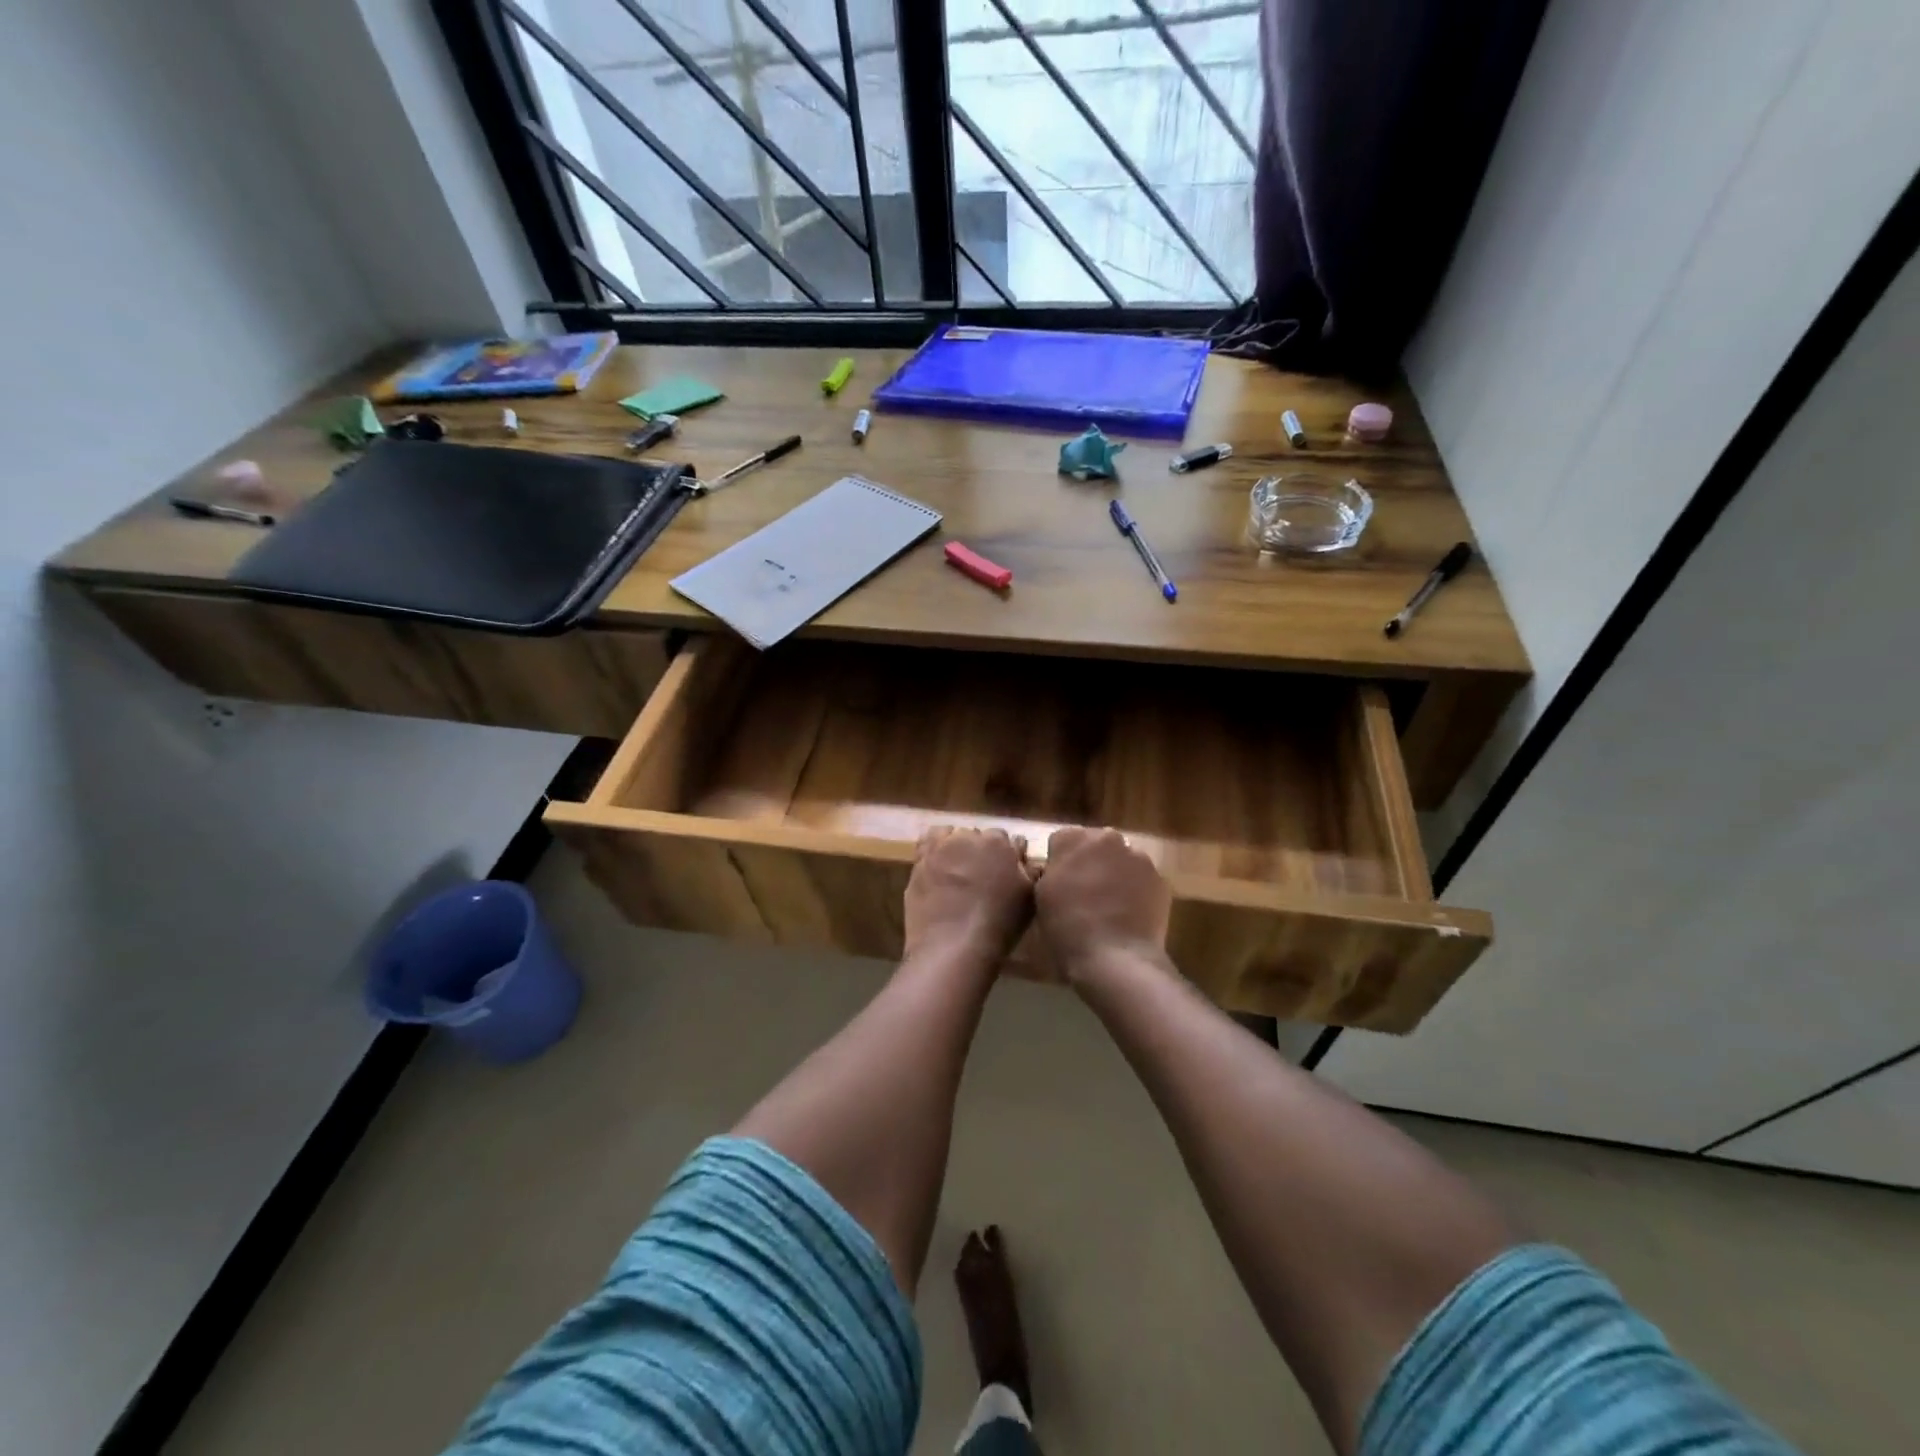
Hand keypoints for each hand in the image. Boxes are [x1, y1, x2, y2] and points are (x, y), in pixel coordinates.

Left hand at [903, 828, 1035, 964]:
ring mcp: (941, 847)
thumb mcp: (1027, 899)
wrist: (952, 946)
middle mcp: (969, 837)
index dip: (1005, 856)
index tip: (1004, 872)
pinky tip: (937, 864)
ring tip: (957, 870)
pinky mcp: (919, 860)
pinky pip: (927, 842)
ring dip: (957, 846)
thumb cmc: (998, 925)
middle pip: (978, 836)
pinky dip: (934, 847)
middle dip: (980, 850)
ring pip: (952, 835)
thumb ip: (1028, 871)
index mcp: (999, 843)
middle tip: (981, 876)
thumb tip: (1023, 855)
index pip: (1005, 839)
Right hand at [1033, 827, 1170, 981]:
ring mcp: (1138, 857)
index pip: (1062, 841)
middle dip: (1090, 863)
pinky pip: (1142, 879)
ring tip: (1110, 907)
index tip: (1059, 885)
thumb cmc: (1068, 930)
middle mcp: (1107, 838)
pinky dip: (1136, 891)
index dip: (1059, 863)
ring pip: (1121, 860)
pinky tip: (1130, 916)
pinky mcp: (1160, 879)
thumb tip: (1059, 870)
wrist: (1116, 960)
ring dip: (1115, 874)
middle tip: (1084, 895)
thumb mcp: (1040, 898)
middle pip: (1095, 845)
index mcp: (1073, 839)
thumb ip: (1050, 873)